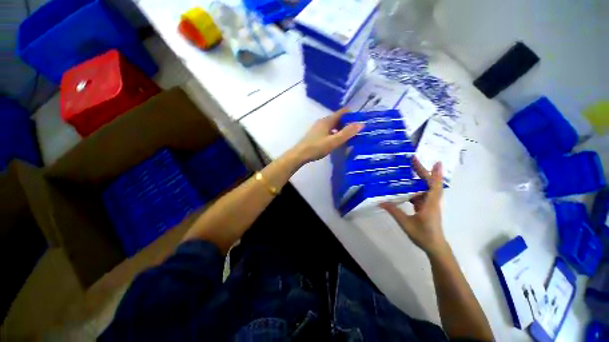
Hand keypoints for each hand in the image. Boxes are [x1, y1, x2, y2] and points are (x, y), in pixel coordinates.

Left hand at [292, 109, 363, 163]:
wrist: (300, 154)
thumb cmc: (317, 147)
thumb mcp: (334, 141)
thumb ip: (347, 133)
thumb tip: (361, 124)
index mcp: (327, 121)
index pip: (342, 112)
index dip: (352, 114)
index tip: (361, 119)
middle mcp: (322, 122)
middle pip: (337, 119)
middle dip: (347, 123)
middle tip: (357, 130)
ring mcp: (318, 128)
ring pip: (333, 126)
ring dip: (341, 129)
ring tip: (349, 136)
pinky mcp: (315, 135)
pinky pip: (328, 131)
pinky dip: (335, 133)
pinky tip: (337, 141)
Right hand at [380, 158, 448, 256]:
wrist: (435, 247)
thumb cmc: (423, 235)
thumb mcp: (406, 223)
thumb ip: (394, 212)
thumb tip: (381, 202)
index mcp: (430, 204)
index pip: (434, 186)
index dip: (436, 174)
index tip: (437, 162)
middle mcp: (432, 202)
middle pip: (430, 184)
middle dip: (423, 171)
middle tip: (413, 160)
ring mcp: (429, 205)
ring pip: (426, 189)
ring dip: (420, 179)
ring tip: (410, 170)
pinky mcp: (426, 208)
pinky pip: (421, 195)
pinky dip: (415, 189)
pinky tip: (406, 188)